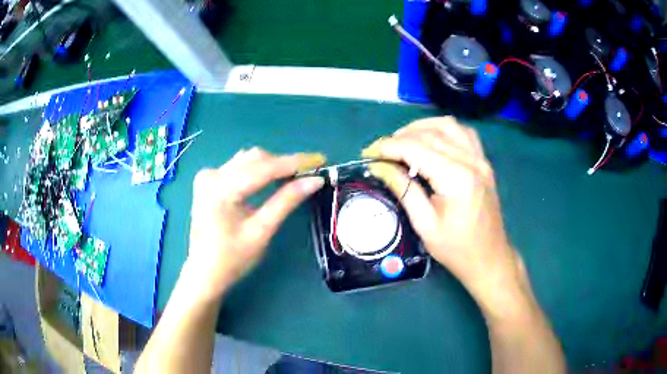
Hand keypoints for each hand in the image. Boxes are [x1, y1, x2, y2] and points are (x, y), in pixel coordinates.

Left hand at [184, 148, 325, 302]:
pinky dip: (257, 170)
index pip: (264, 167)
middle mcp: (212, 175)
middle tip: (310, 172)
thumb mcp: (262, 231)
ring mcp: (208, 176)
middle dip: (284, 163)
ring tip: (294, 175)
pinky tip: (270, 179)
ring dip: (271, 165)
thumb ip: (287, 201)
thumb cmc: (232, 259)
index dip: (294, 162)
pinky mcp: (208, 181)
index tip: (320, 159)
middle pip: (255, 158)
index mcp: (221, 188)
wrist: (204, 272)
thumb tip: (315, 180)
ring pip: (247, 160)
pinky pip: (238, 167)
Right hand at [362, 117, 531, 316]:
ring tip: (402, 142)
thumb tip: (379, 167)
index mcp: (456, 178)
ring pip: (447, 125)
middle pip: (429, 134)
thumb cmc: (457, 249)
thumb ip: (403, 190)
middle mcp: (470, 161)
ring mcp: (480, 159)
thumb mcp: (425, 225)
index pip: (415, 148)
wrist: (489, 258)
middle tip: (381, 153)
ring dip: (421, 128)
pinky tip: (431, 141)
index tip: (368, 154)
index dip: (388, 147)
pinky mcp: (483, 162)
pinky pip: (462, 133)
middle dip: (399, 138)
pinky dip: (442, 130)